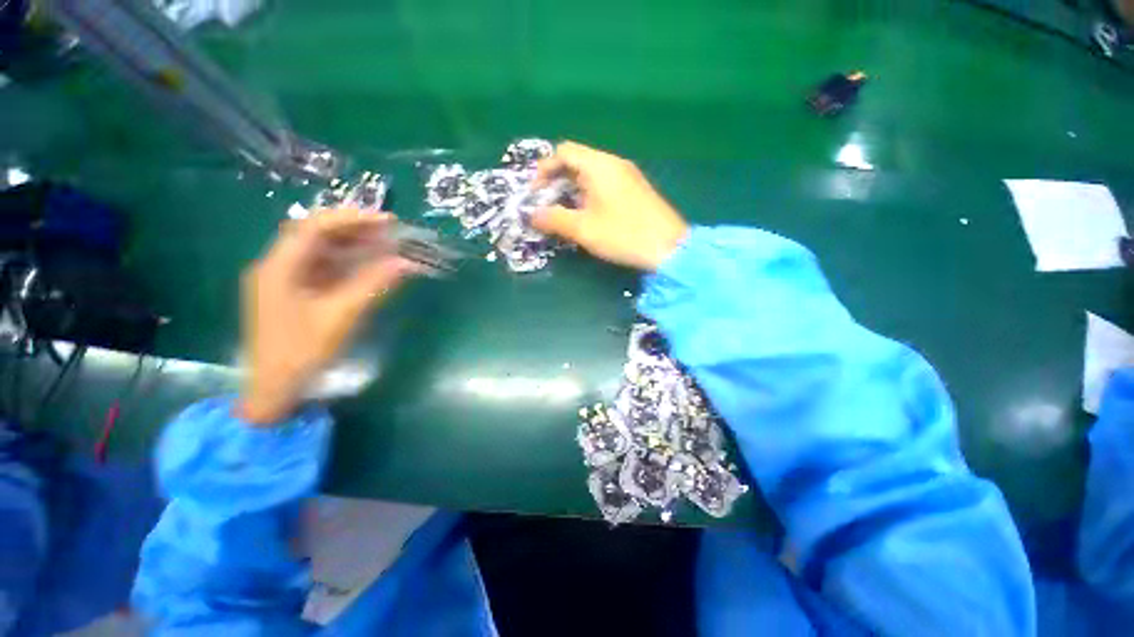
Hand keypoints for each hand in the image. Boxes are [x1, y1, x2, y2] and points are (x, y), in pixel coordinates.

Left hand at [238, 209, 417, 424]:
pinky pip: (323, 269)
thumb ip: (372, 284)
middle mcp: (277, 267)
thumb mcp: (341, 316)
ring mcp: (284, 280)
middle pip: (316, 235)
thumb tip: (405, 263)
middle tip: (390, 231)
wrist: (275, 389)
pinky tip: (369, 266)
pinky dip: (347, 264)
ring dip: (353, 246)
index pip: (313, 228)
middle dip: (354, 230)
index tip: (386, 221)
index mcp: (278, 268)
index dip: (350, 219)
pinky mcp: (294, 293)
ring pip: (321, 251)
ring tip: (386, 245)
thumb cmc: (302, 352)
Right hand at [532, 141, 688, 270]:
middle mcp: (614, 164)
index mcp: (599, 165)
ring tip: (564, 214)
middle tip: (547, 206)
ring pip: (591, 175)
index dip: (544, 169)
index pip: (564, 152)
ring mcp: (627, 177)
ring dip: (572, 191)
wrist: (669, 248)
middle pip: (577, 162)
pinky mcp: (635, 191)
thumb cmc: (623, 235)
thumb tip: (532, 215)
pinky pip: (605, 185)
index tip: (535, 193)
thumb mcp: (583, 229)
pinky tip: (588, 217)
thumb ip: (554, 219)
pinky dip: (589, 196)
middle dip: (557, 182)